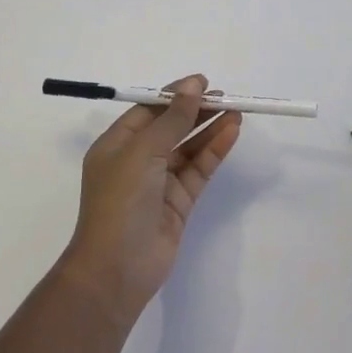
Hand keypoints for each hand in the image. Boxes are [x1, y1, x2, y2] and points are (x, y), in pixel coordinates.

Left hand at [60, 74, 242, 324]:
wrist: (117, 269)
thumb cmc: (120, 201)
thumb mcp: (143, 152)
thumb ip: (173, 119)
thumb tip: (193, 85)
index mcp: (116, 145)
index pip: (148, 111)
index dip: (175, 95)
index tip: (203, 82)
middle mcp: (136, 161)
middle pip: (171, 127)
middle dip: (196, 111)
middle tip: (225, 96)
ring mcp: (158, 183)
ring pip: (188, 148)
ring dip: (209, 128)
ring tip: (235, 110)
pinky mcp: (178, 203)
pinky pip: (198, 169)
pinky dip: (214, 150)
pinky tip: (231, 132)